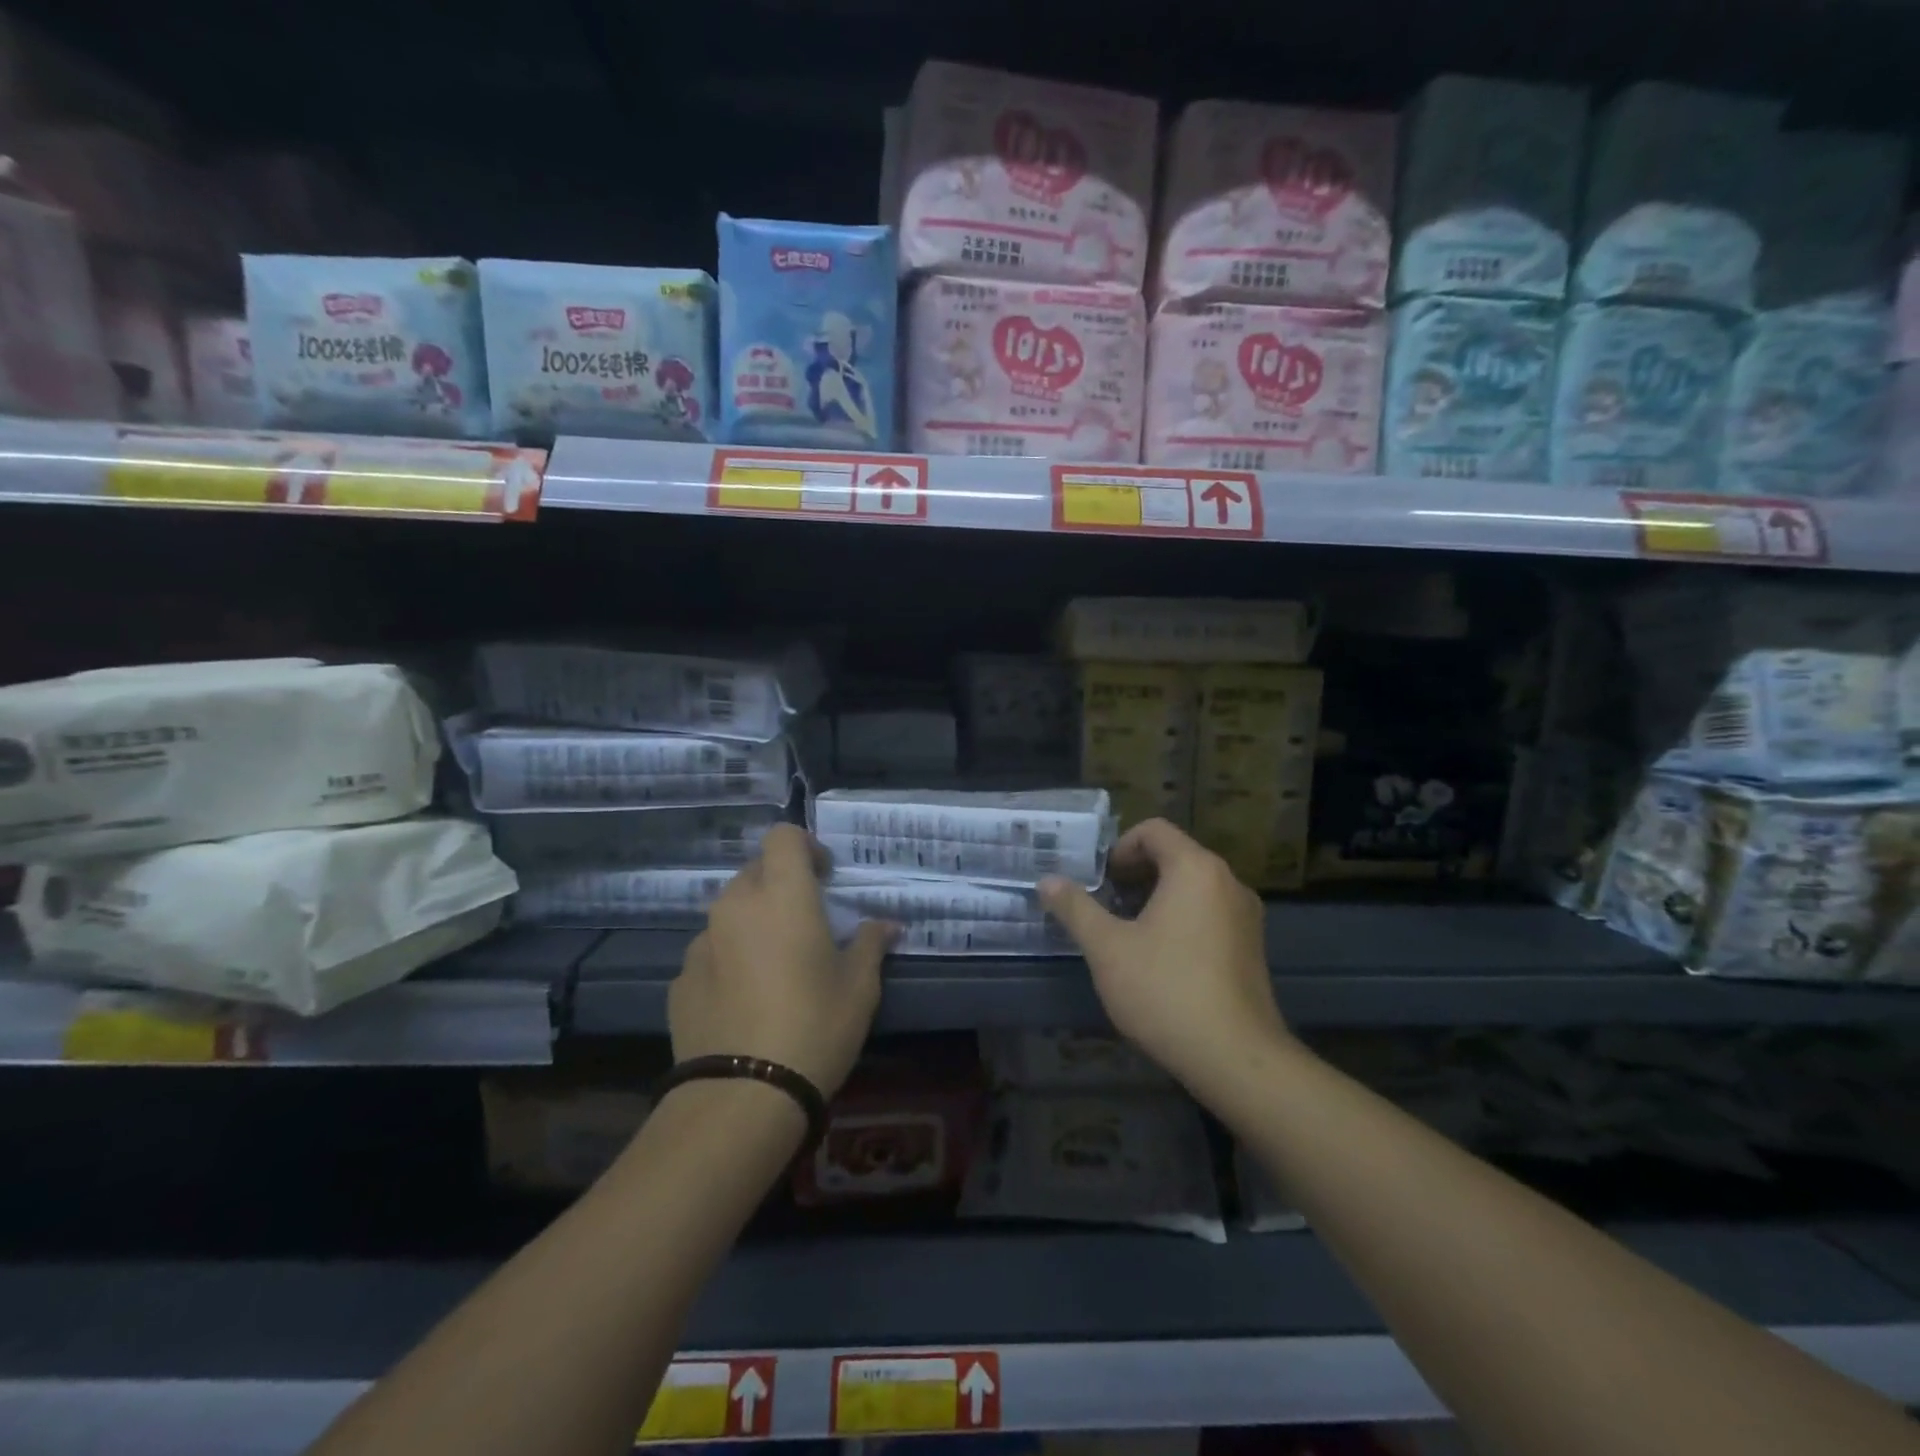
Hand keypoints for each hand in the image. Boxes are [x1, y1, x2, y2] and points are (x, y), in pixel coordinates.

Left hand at [670, 824, 894, 1097]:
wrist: (742, 1097)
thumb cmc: (815, 1027)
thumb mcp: (859, 987)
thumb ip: (872, 944)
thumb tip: (887, 924)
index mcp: (781, 895)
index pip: (783, 836)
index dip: (805, 846)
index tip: (824, 877)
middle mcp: (735, 906)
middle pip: (756, 872)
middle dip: (781, 885)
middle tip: (806, 922)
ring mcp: (701, 943)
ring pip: (730, 912)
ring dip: (754, 922)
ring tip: (775, 964)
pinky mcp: (680, 980)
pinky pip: (710, 951)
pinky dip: (729, 959)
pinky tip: (744, 1000)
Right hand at [1039, 819, 1288, 1099]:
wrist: (1236, 1058)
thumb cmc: (1165, 990)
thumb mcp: (1107, 948)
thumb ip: (1075, 908)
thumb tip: (1046, 881)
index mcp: (1195, 869)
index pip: (1155, 831)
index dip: (1120, 847)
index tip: (1100, 880)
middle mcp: (1228, 882)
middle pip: (1175, 856)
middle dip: (1136, 873)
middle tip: (1106, 904)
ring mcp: (1246, 916)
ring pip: (1193, 887)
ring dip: (1157, 898)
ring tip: (1128, 933)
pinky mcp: (1252, 948)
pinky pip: (1211, 914)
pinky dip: (1182, 919)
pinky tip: (1161, 960)